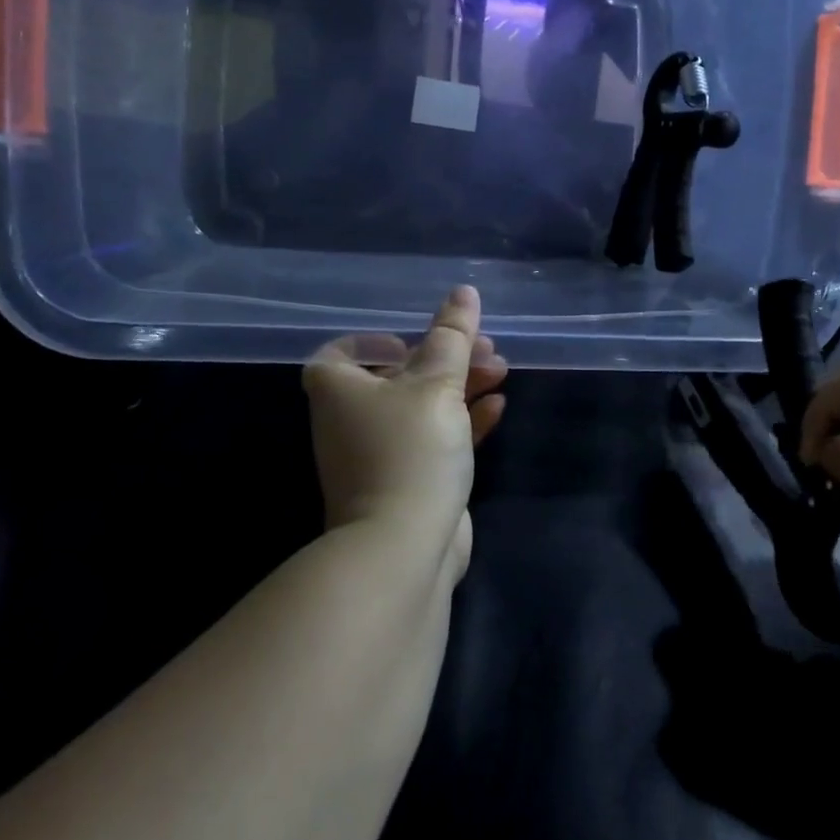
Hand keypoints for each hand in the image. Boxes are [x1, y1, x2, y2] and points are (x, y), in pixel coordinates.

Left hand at [303, 286, 507, 577]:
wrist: (403, 548)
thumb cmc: (410, 450)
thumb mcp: (436, 383)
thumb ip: (452, 336)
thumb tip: (464, 291)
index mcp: (339, 390)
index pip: (342, 353)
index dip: (375, 341)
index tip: (414, 340)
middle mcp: (351, 421)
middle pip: (397, 376)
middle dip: (444, 358)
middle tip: (485, 347)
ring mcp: (378, 456)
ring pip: (421, 408)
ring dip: (460, 386)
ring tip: (500, 370)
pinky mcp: (408, 483)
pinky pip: (435, 440)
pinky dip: (462, 421)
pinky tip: (497, 407)